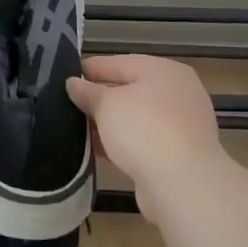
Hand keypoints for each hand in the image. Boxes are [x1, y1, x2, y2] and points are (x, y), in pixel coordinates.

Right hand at [67, 55, 221, 222]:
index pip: (118, 62)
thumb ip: (88, 92)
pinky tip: (99, 150)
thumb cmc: (143, 128)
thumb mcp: (106, 104)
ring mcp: (182, 125)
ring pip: (136, 118)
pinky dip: (123, 143)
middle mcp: (177, 92)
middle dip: (100, 98)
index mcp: (163, 70)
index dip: (90, 69)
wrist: (183, 183)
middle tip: (68, 104)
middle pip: (130, 90)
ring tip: (78, 128)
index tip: (64, 77)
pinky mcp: (180, 155)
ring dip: (110, 123)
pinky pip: (144, 141)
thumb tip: (73, 83)